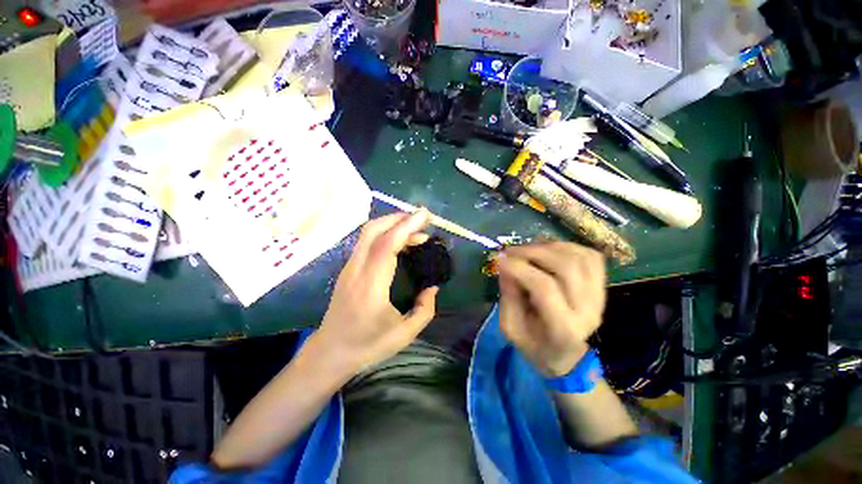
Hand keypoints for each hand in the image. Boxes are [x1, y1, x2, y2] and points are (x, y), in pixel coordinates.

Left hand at [312, 211, 437, 374]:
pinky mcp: (348, 268)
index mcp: (371, 287)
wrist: (330, 352)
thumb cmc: (367, 346)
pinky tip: (399, 242)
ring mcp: (349, 267)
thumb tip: (433, 287)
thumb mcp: (404, 334)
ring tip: (414, 230)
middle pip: (373, 230)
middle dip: (399, 218)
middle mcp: (356, 270)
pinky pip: (367, 241)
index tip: (425, 215)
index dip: (407, 226)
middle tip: (422, 220)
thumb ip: (424, 309)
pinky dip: (385, 234)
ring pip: (368, 233)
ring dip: (392, 224)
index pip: (387, 246)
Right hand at [497, 242, 605, 376]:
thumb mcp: (511, 328)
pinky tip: (548, 250)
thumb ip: (508, 297)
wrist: (566, 356)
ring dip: (549, 247)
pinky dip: (568, 247)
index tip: (500, 259)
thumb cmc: (534, 345)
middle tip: (511, 251)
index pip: (545, 288)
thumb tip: (505, 266)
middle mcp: (588, 310)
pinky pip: (590, 256)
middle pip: (567, 267)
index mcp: (563, 329)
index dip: (520, 268)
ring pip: (580, 257)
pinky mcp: (602, 287)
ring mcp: (599, 297)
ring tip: (527, 249)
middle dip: (534, 252)